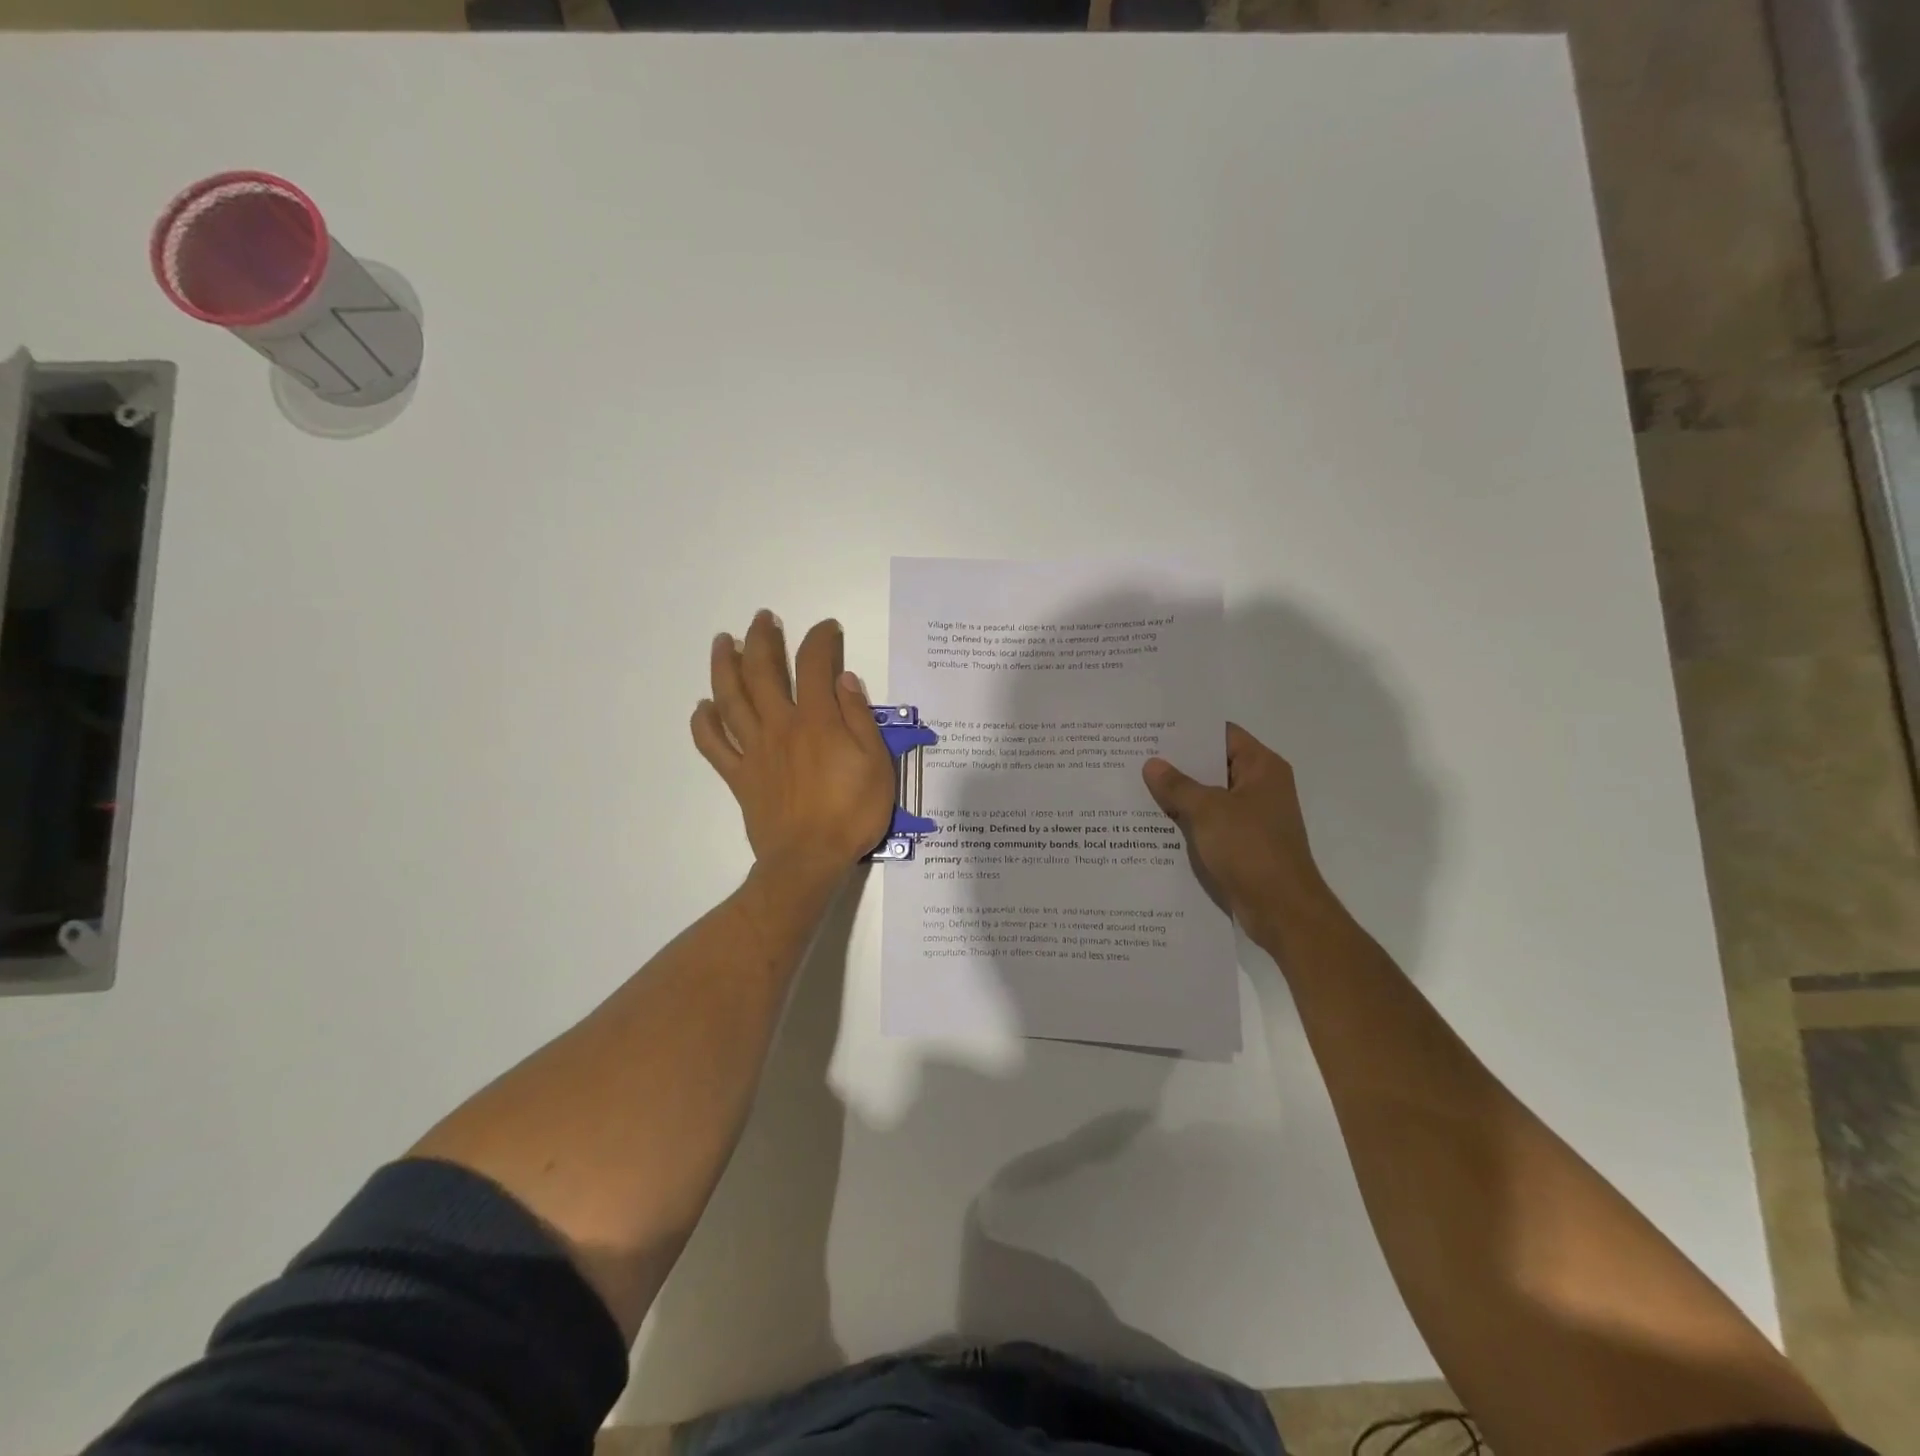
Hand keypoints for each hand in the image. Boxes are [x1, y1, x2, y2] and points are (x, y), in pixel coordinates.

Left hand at [692, 612, 895, 878]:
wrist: (808, 861)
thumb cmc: (851, 814)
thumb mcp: (877, 764)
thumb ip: (860, 718)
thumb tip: (845, 679)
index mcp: (817, 721)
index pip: (816, 665)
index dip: (820, 639)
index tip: (827, 628)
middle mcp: (780, 726)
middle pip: (763, 671)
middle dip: (762, 639)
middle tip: (763, 618)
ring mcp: (754, 750)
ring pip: (731, 698)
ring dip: (724, 665)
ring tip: (722, 641)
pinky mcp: (739, 776)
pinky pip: (713, 745)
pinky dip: (704, 722)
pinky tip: (702, 706)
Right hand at [1142, 723, 1331, 947]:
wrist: (1281, 910)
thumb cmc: (1250, 849)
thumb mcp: (1207, 811)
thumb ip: (1177, 785)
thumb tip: (1152, 764)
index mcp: (1262, 768)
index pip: (1222, 734)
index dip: (1189, 731)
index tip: (1153, 729)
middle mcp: (1260, 787)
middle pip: (1213, 764)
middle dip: (1177, 763)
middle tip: (1135, 756)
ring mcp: (1251, 817)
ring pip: (1208, 796)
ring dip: (1178, 794)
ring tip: (1136, 785)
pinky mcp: (1242, 844)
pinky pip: (1208, 823)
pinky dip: (1186, 820)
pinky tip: (1152, 821)